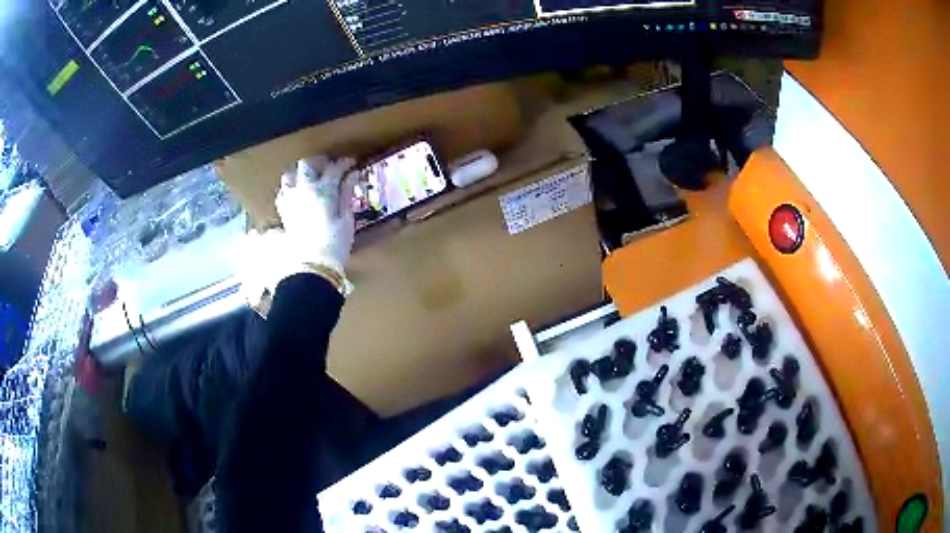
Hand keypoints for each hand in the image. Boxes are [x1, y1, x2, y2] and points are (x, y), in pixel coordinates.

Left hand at [275, 156, 357, 273]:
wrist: (311, 267)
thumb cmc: (334, 244)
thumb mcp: (346, 218)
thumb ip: (346, 193)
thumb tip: (352, 175)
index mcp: (323, 190)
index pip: (334, 168)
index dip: (344, 163)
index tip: (352, 163)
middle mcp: (303, 190)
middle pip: (307, 164)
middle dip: (319, 162)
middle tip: (329, 166)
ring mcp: (290, 200)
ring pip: (290, 175)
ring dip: (301, 173)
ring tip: (311, 178)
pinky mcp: (283, 212)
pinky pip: (283, 192)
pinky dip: (291, 188)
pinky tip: (298, 194)